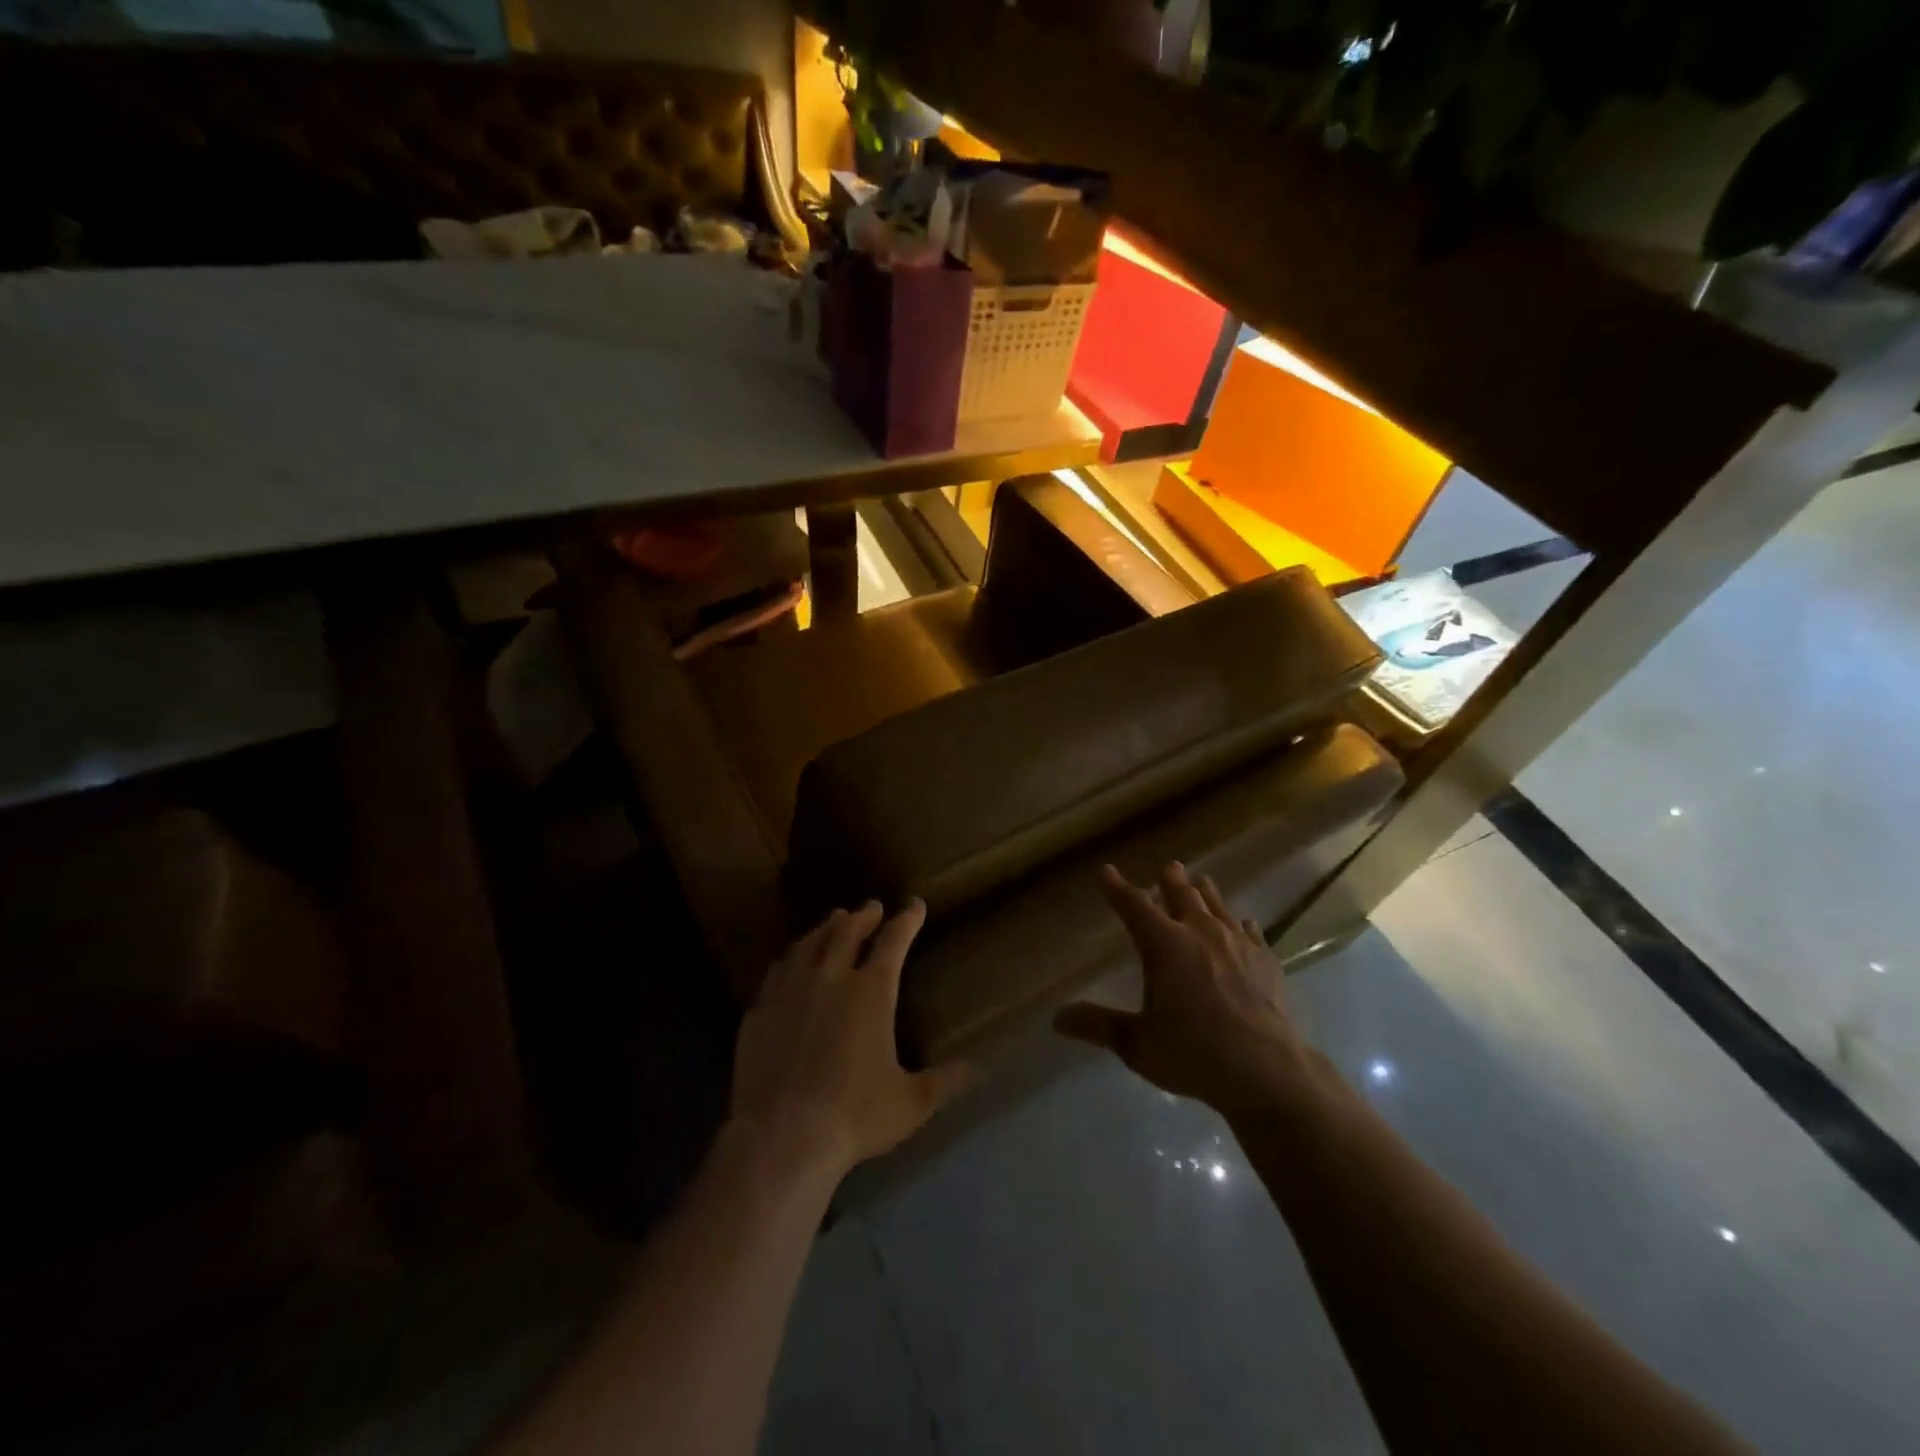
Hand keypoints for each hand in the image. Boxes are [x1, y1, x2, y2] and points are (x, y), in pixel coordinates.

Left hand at [729, 900, 971, 1179]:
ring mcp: (790, 990)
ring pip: (809, 943)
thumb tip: (974, 1069)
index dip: (906, 920)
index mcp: (871, 992)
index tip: (914, 905)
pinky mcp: (760, 1009)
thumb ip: (943, 1082)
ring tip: (834, 922)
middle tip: (871, 907)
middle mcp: (831, 978)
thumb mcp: (910, 1103)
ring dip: (825, 928)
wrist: (781, 1136)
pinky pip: (778, 970)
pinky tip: (792, 961)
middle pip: (846, 931)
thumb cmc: (854, 1115)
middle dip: (862, 916)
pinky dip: (792, 957)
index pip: (894, 941)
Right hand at [1054, 863, 1313, 1116]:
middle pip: (1182, 895)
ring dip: (1205, 893)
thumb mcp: (1137, 1044)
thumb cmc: (1193, 1053)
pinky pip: (1250, 931)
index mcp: (1164, 945)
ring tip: (1201, 882)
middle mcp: (1199, 933)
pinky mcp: (1266, 960)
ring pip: (1217, 906)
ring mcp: (1237, 944)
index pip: (1134, 906)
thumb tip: (1057, 1019)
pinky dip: (1240, 924)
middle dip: (1170, 880)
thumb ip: (1098, 1026)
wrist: (1267, 1071)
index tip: (1106, 872)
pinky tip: (1244, 924)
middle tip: (1168, 868)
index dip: (1117, 888)